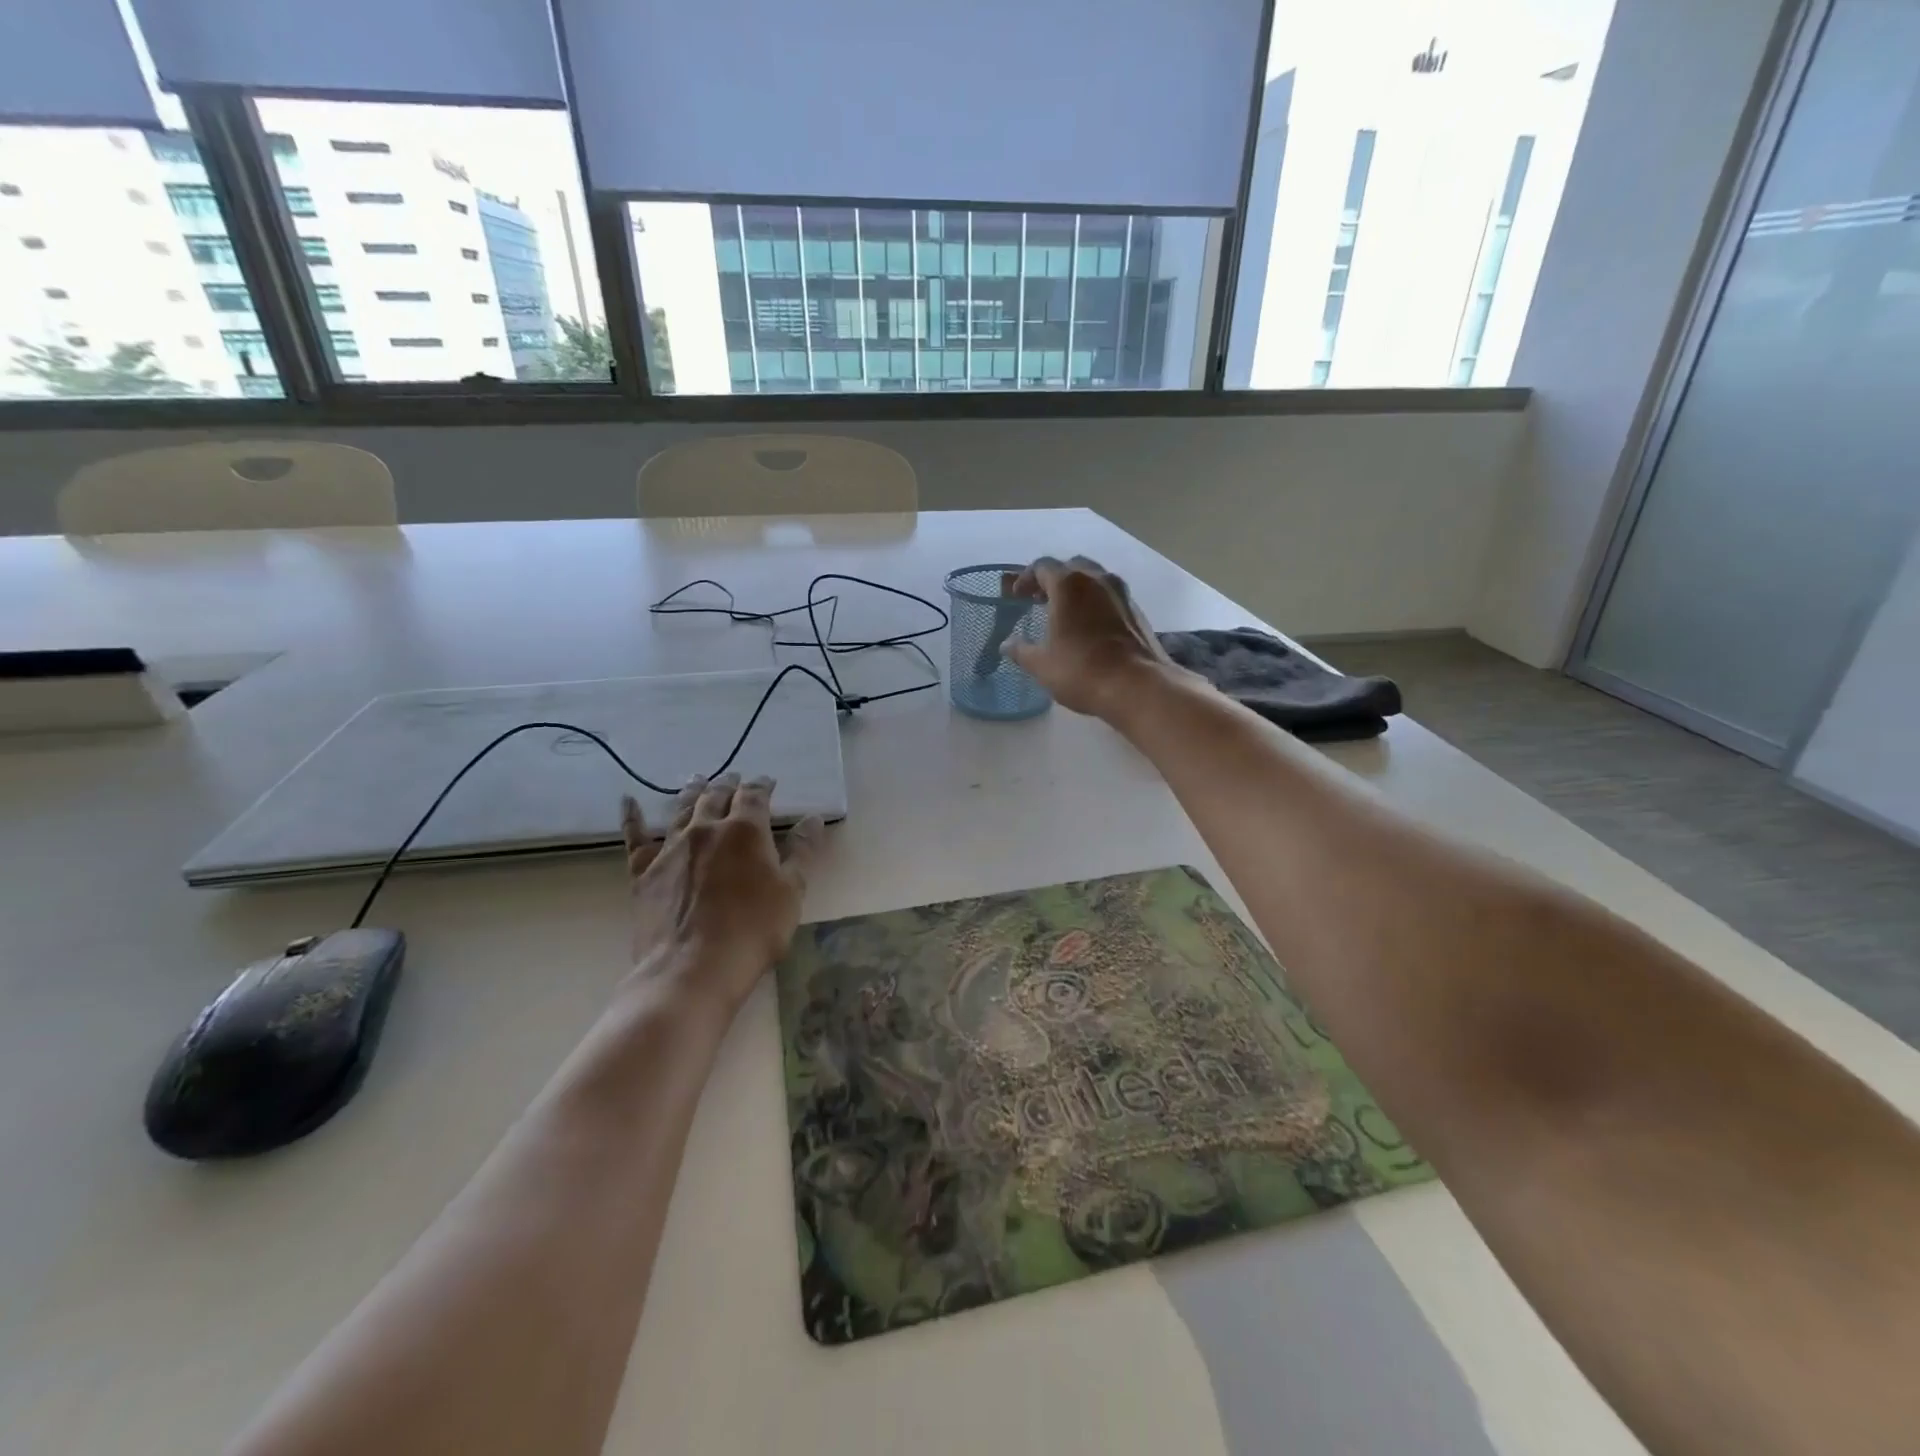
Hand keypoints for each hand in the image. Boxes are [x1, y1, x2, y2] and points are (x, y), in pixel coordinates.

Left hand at [619, 774, 825, 1013]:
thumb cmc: (754, 931)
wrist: (692, 968)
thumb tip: (813, 818)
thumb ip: (802, 851)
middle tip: (734, 777)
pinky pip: (636, 836)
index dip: (763, 785)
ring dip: (693, 791)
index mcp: (746, 831)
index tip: (769, 781)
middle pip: (717, 796)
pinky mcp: (644, 871)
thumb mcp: (792, 892)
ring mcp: (671, 848)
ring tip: (698, 780)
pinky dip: (633, 816)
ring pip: (682, 808)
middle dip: (728, 784)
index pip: (755, 796)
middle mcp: (706, 829)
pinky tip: (628, 801)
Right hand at [1000, 555, 1183, 718]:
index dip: (1026, 578)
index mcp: (1069, 584)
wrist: (1138, 686)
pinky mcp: (1137, 611)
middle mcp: (1098, 579)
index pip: (1043, 566)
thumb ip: (1021, 650)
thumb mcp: (1042, 665)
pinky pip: (1110, 597)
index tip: (1017, 596)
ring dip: (1077, 590)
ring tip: (1065, 613)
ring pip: (1094, 579)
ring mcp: (1122, 593)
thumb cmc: (1082, 671)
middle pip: (1071, 567)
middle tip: (1040, 599)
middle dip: (1053, 579)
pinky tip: (1089, 627)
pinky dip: (1095, 603)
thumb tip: (1007, 644)